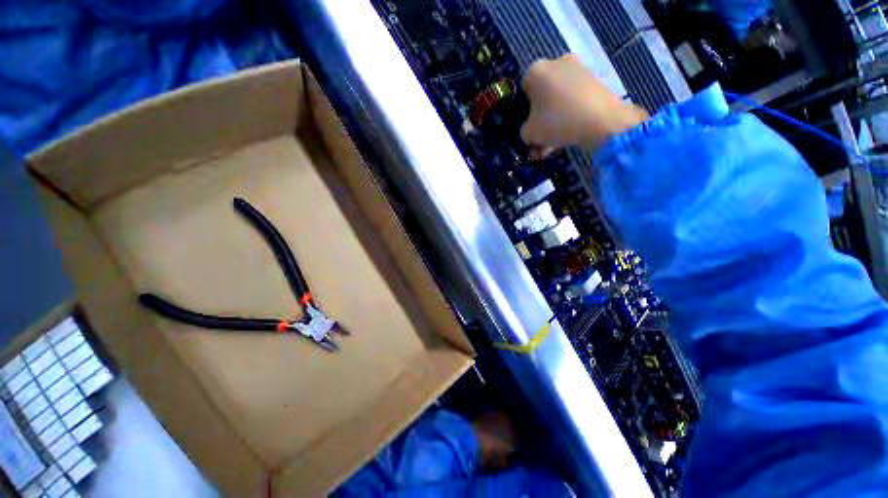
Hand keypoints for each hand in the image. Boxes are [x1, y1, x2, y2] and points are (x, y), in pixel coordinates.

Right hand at [521, 54, 648, 155]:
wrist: (602, 120)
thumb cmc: (557, 121)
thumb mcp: (531, 133)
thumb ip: (524, 132)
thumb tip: (528, 132)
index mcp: (536, 71)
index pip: (523, 91)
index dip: (524, 111)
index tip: (528, 126)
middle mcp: (556, 62)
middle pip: (542, 94)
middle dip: (540, 117)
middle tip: (540, 137)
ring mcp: (578, 69)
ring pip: (559, 98)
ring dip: (554, 119)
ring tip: (553, 143)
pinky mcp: (595, 79)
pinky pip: (574, 98)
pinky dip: (570, 114)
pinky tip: (567, 134)